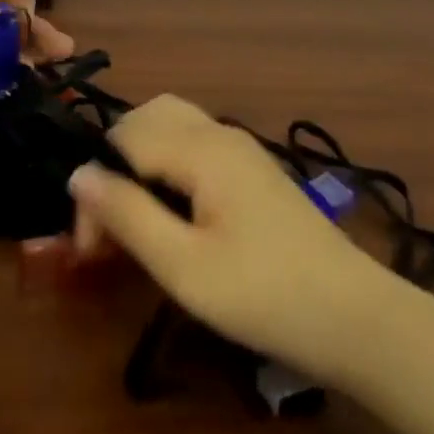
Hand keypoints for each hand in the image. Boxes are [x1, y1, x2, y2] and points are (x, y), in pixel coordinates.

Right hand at [69, 94, 386, 383]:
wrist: (356, 317)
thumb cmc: (265, 295)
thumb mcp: (184, 267)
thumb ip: (128, 215)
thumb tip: (77, 174)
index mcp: (201, 147)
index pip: (123, 139)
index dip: (97, 186)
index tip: (91, 249)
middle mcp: (219, 132)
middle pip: (147, 116)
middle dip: (115, 160)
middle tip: (109, 224)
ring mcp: (241, 147)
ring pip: (172, 125)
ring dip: (141, 158)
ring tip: (135, 217)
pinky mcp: (253, 169)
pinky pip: (195, 143)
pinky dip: (168, 162)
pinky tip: (173, 212)